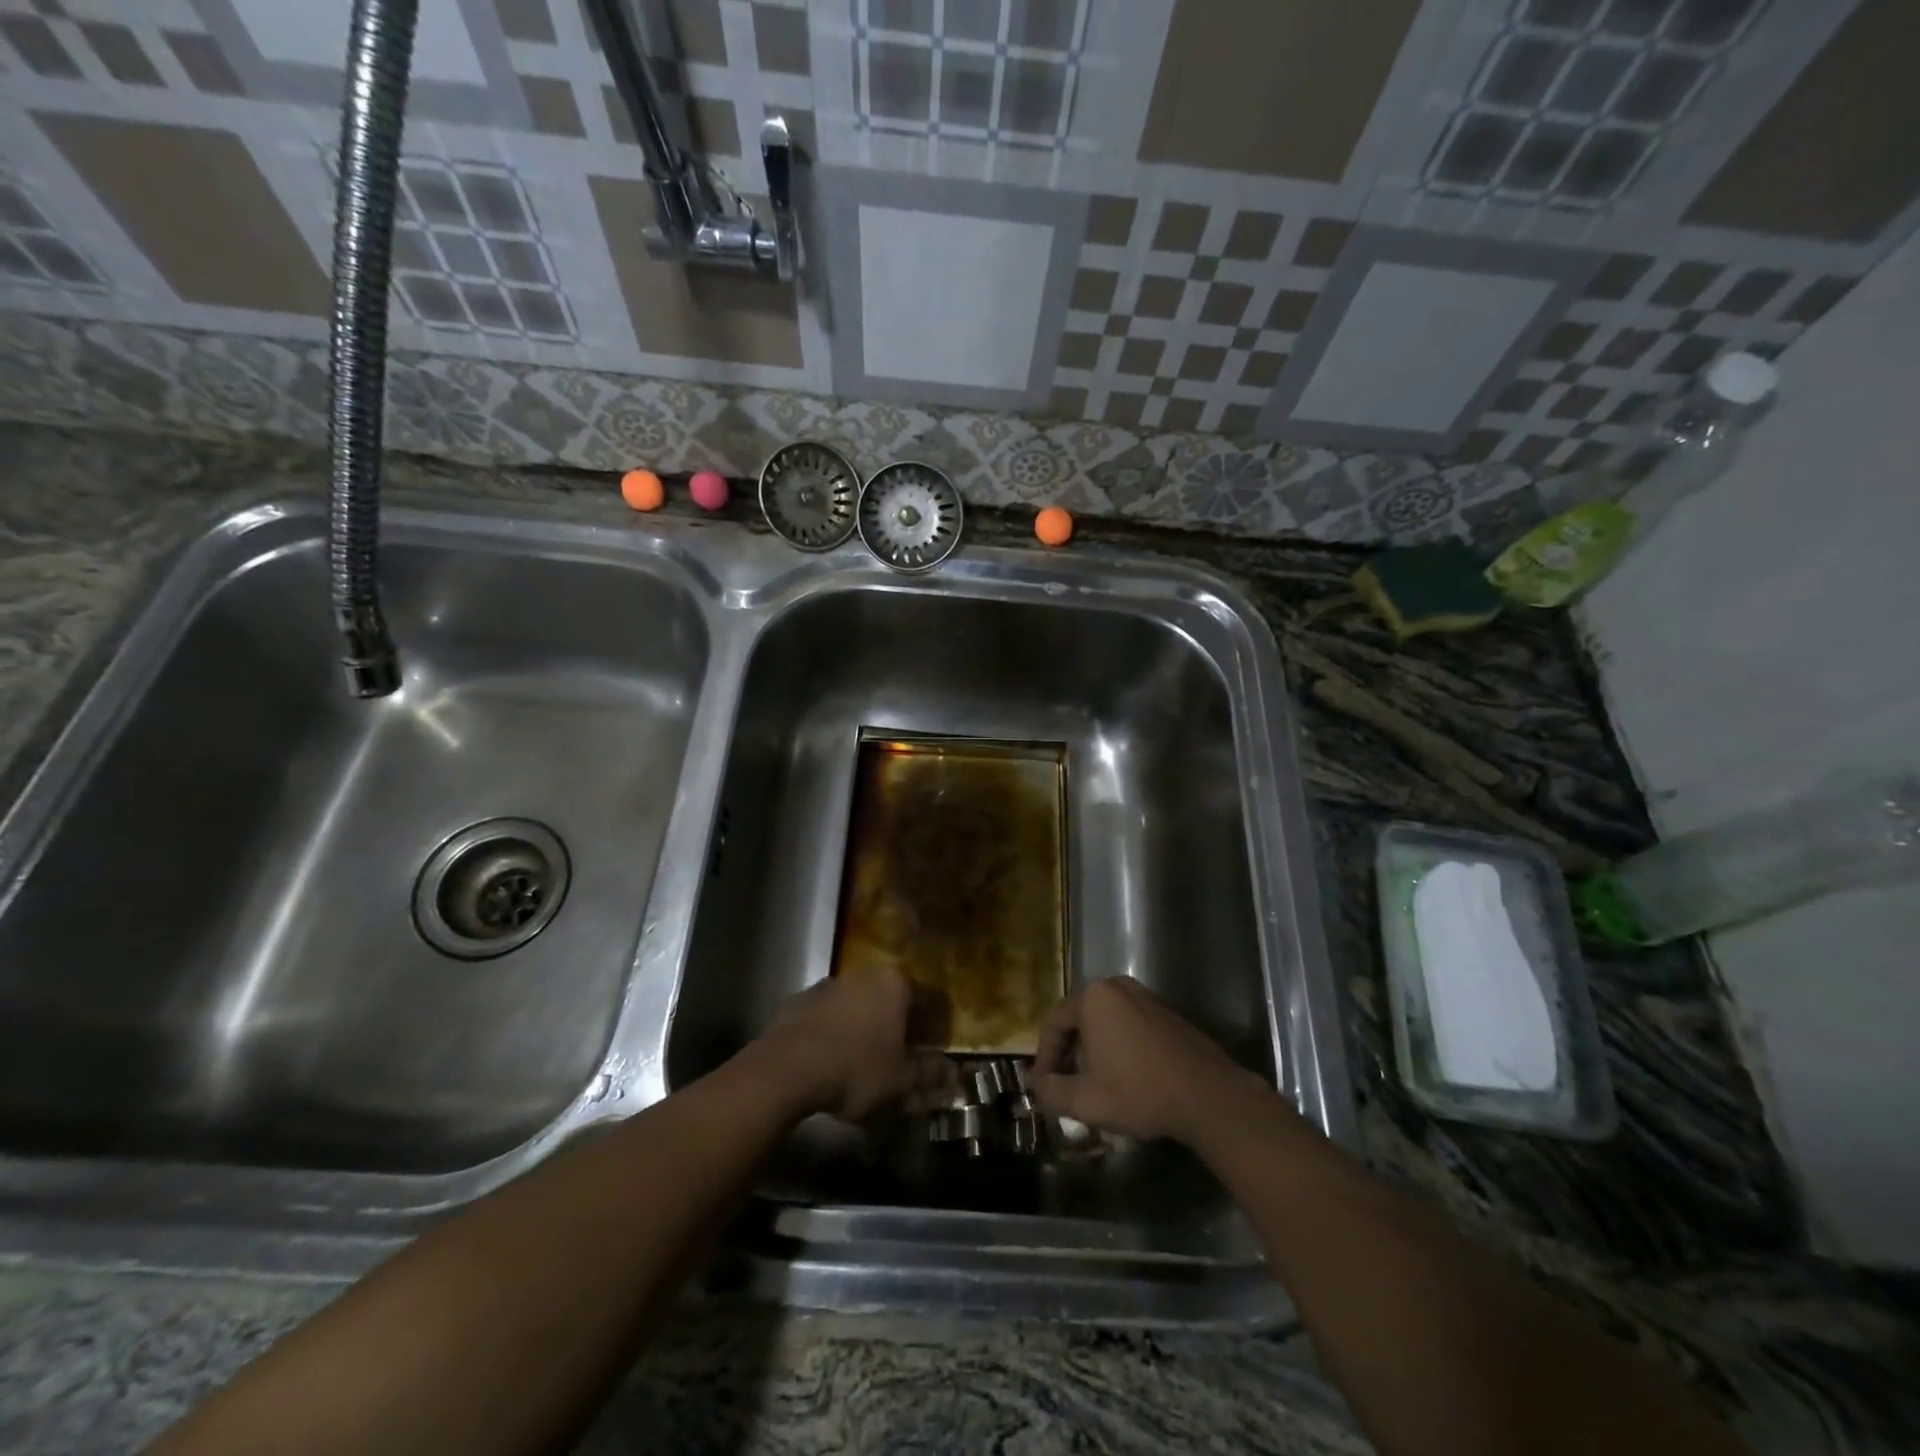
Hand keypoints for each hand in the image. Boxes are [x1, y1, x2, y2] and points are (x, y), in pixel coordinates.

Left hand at [757, 969, 955, 1121]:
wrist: (786, 1069)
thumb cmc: (856, 1068)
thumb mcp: (900, 1079)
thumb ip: (929, 1074)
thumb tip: (953, 1074)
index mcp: (894, 984)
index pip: (925, 1001)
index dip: (931, 1029)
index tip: (930, 1054)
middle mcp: (862, 975)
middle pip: (889, 1001)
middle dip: (896, 1029)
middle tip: (898, 1062)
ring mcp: (827, 985)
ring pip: (857, 1008)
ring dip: (864, 1030)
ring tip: (862, 1065)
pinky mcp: (797, 1002)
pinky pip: (826, 1018)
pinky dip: (834, 1034)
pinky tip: (830, 1063)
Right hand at [1029, 978, 1254, 1143]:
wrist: (1208, 1096)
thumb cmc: (1139, 1092)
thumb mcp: (1086, 1100)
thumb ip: (1051, 1091)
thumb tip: (1034, 1084)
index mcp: (1094, 998)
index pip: (1055, 1023)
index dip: (1045, 1057)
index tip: (1042, 1084)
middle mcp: (1117, 986)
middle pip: (1080, 1018)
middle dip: (1069, 1052)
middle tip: (1065, 1083)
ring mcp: (1145, 996)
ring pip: (1105, 1021)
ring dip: (1093, 1048)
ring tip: (1092, 1082)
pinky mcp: (1166, 1012)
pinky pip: (1128, 1023)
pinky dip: (1117, 1044)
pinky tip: (1123, 1075)